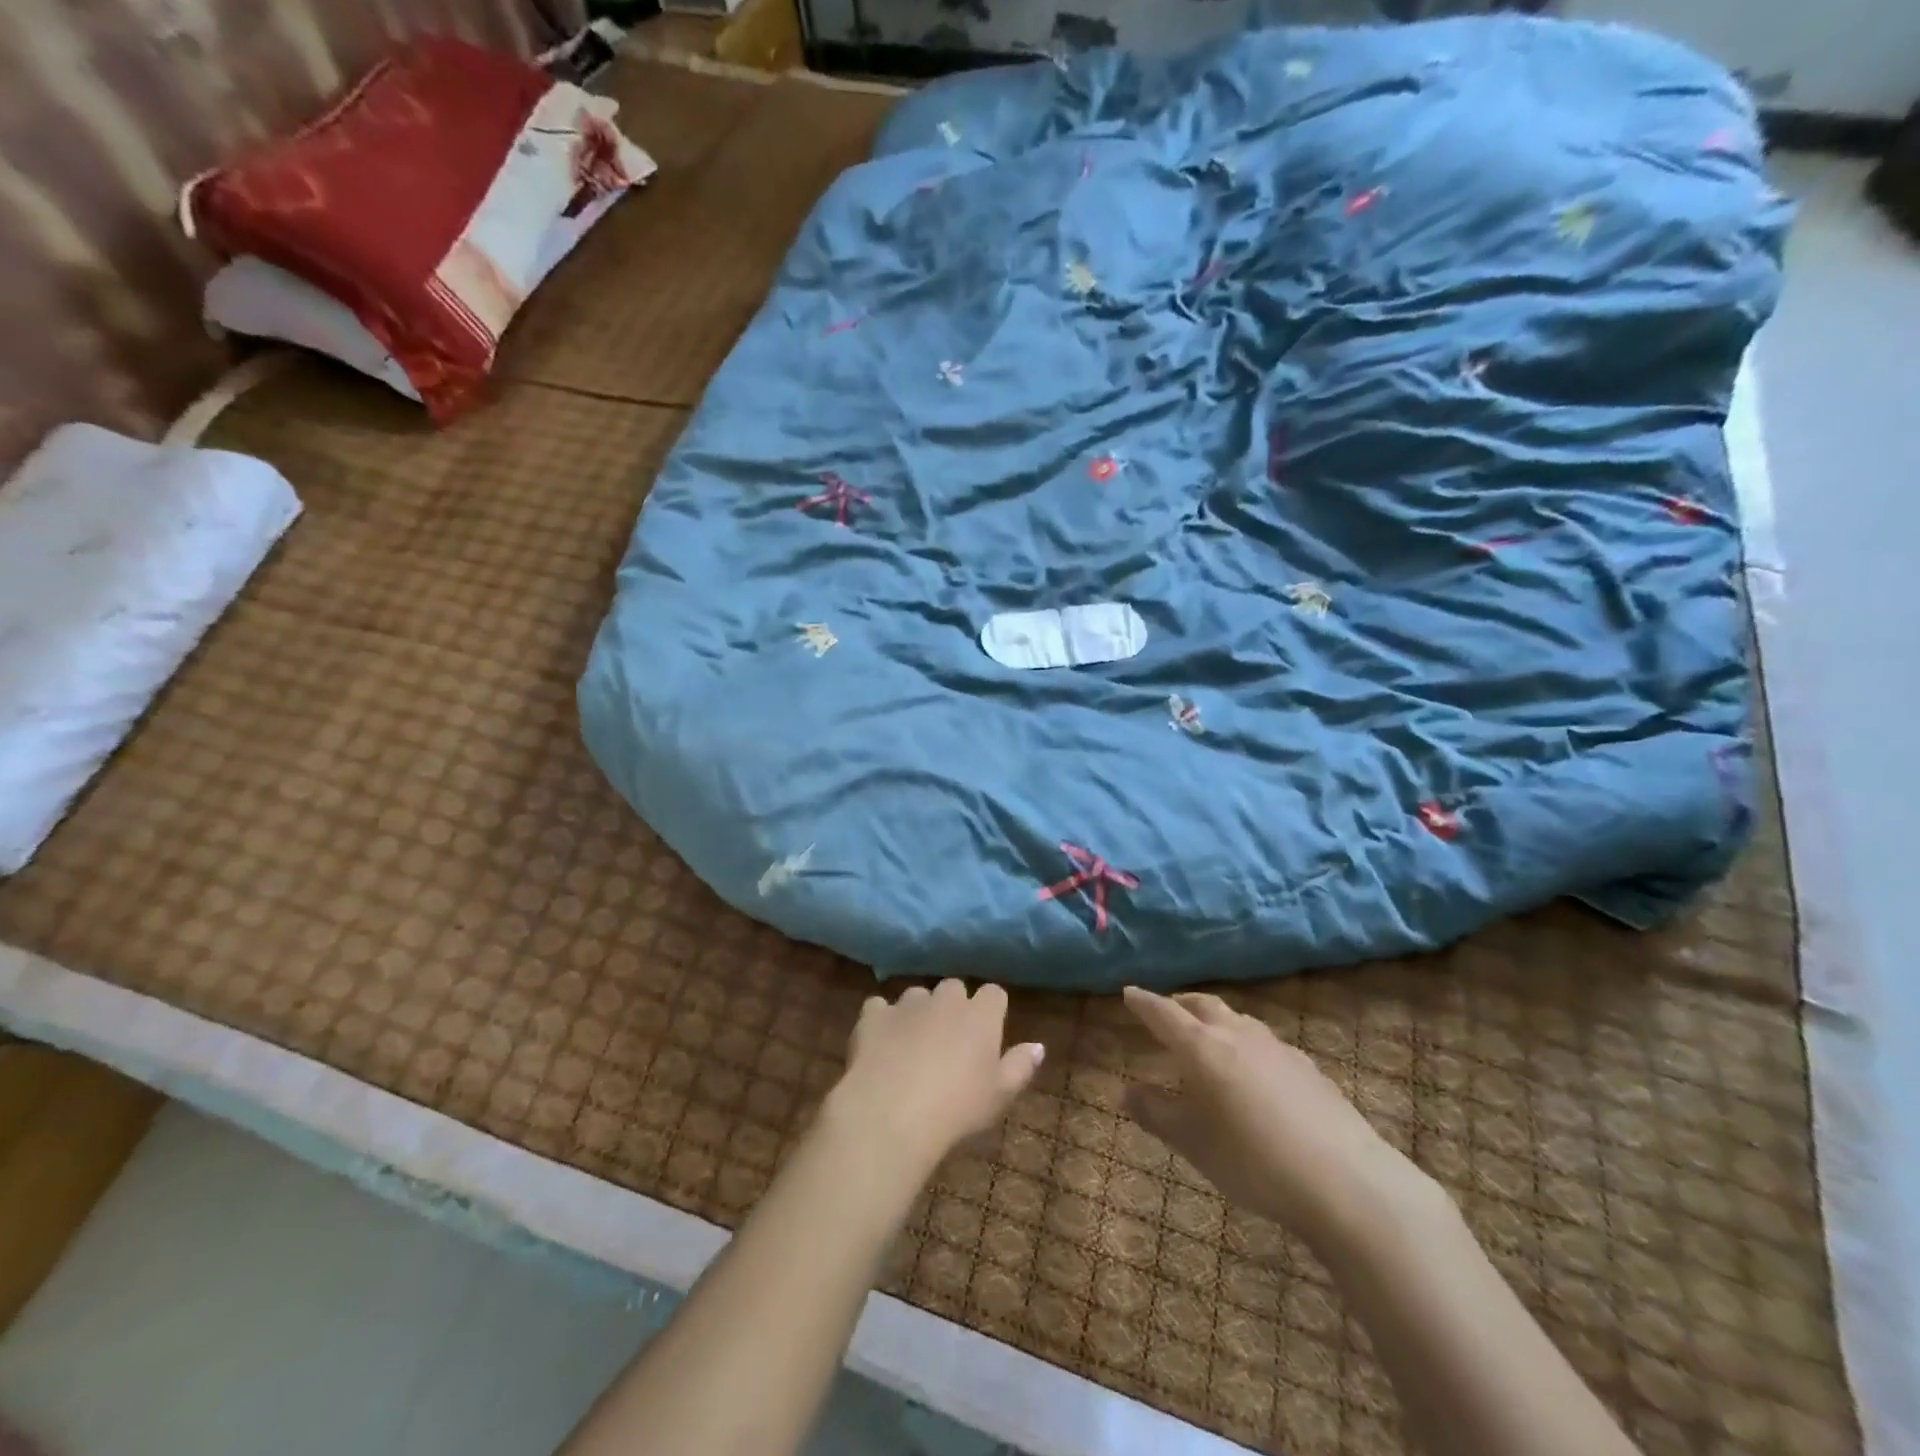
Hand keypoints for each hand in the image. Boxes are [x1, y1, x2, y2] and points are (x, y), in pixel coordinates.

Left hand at [827, 980, 1044, 1172]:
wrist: (892, 1113)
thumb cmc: (957, 1108)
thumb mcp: (1000, 1095)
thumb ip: (1020, 1066)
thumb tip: (1038, 1046)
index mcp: (980, 1015)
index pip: (994, 993)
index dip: (992, 1010)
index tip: (988, 1033)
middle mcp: (945, 999)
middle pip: (954, 989)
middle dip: (954, 1006)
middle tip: (950, 1041)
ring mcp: (907, 1004)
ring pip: (917, 995)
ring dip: (919, 1012)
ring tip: (913, 1044)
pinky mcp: (874, 1015)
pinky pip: (879, 1007)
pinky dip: (882, 1020)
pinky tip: (880, 1043)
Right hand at [1122, 987, 1433, 1253]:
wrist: (1344, 1181)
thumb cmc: (1252, 1159)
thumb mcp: (1192, 1142)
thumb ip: (1156, 1112)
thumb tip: (1126, 1089)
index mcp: (1201, 1047)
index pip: (1164, 1014)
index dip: (1144, 1003)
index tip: (1129, 993)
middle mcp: (1237, 1035)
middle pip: (1203, 1005)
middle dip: (1180, 1004)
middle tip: (1166, 1011)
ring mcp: (1276, 1048)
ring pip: (1237, 1020)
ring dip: (1216, 1021)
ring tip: (1208, 1038)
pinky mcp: (1307, 1068)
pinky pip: (1264, 1044)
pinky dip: (1246, 1045)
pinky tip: (1253, 1072)